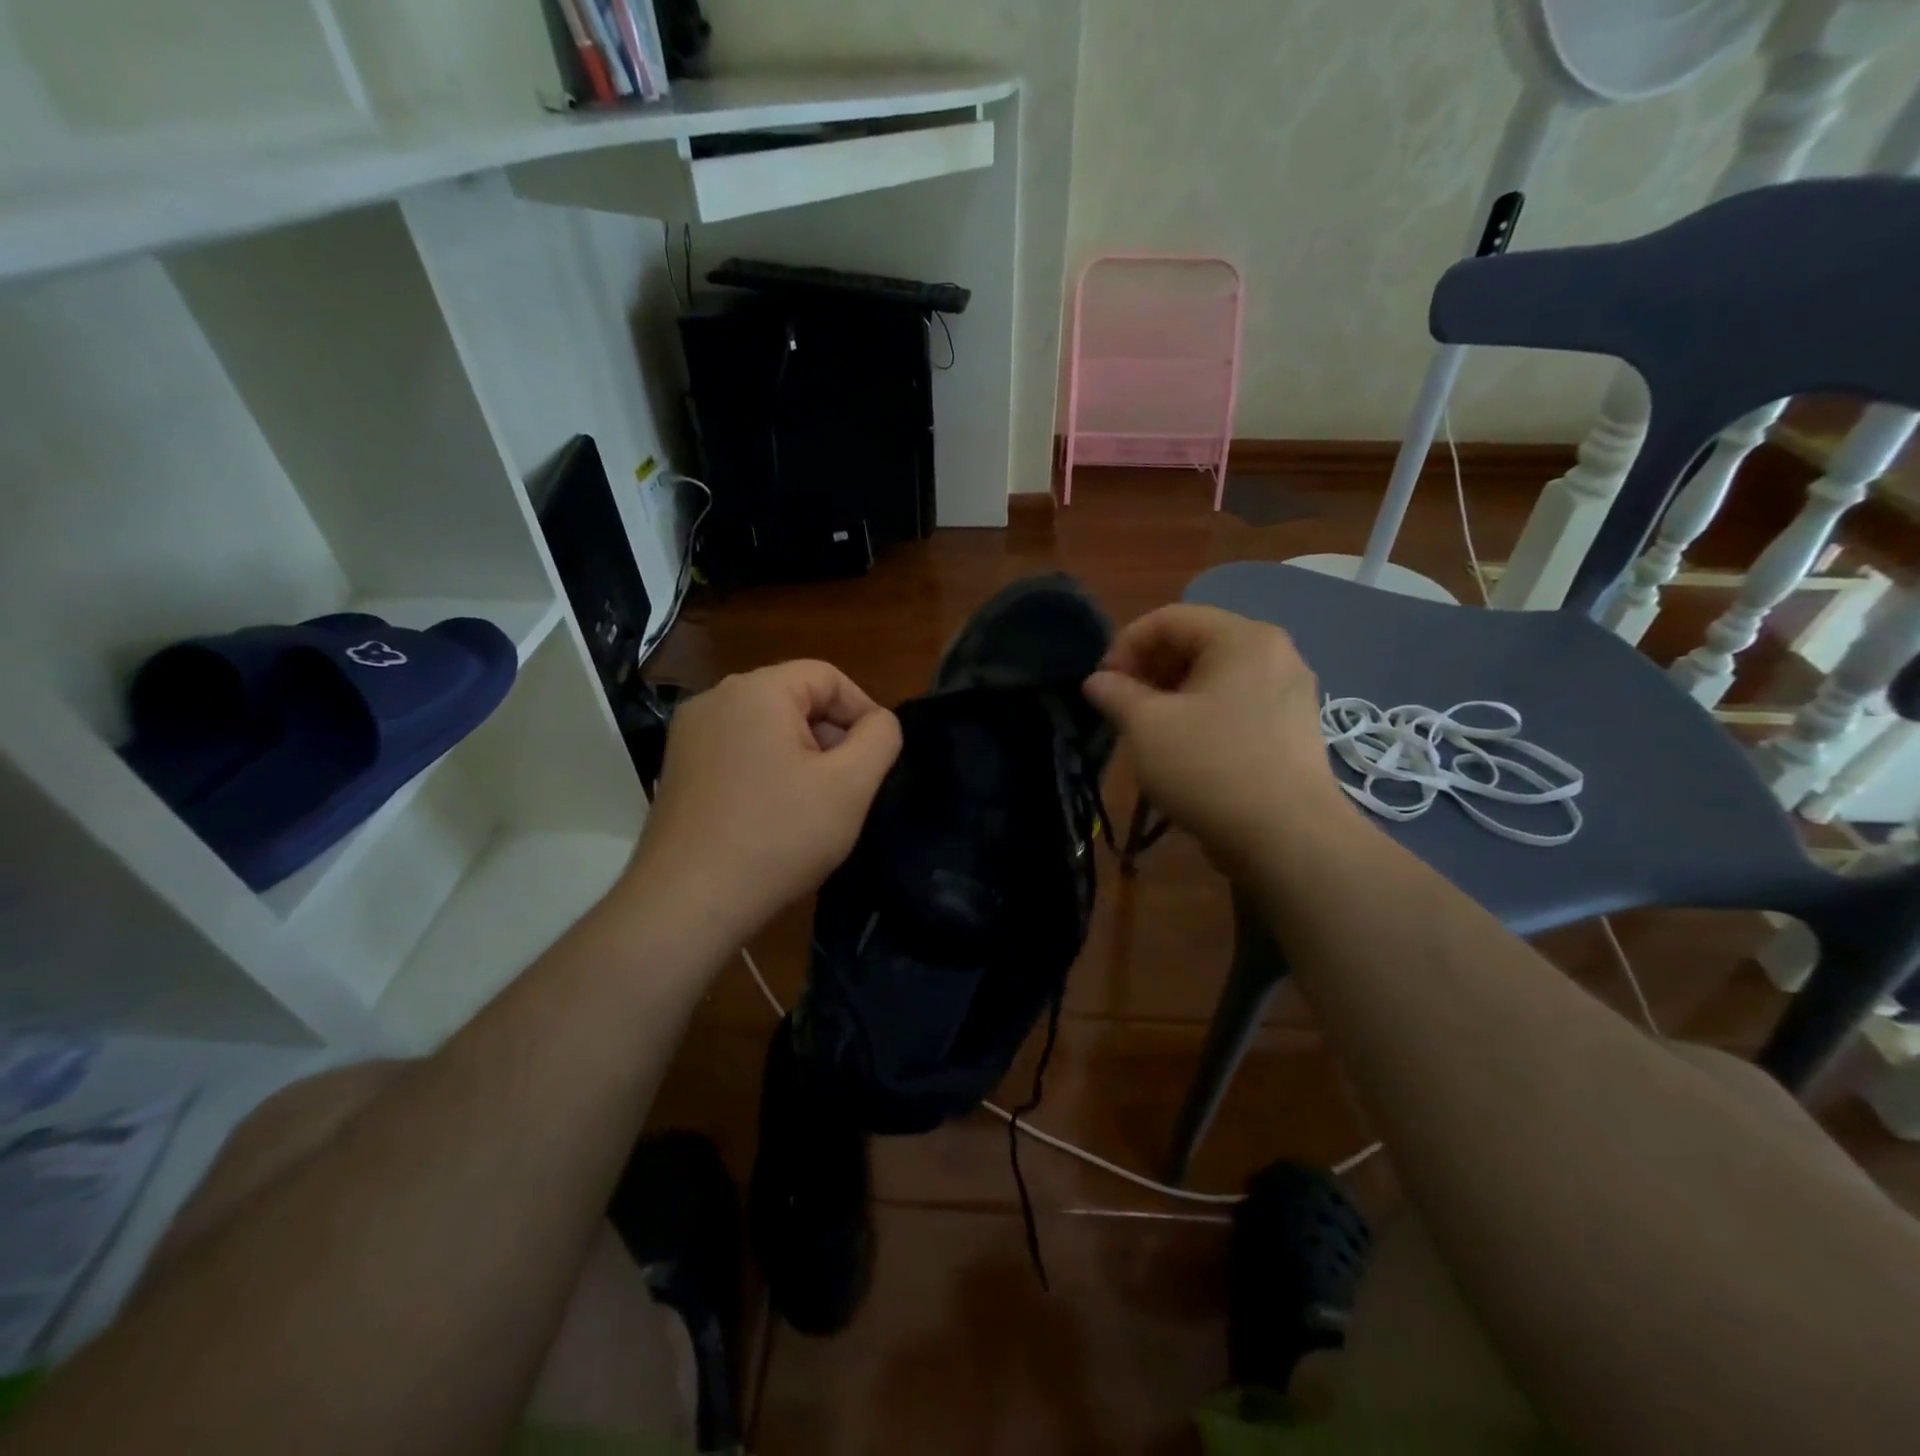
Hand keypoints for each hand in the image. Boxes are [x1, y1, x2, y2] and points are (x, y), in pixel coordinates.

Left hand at [625, 660, 900, 940]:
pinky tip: (775, 817)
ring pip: (767, 728)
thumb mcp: (850, 785)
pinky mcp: (678, 769)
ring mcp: (689, 735)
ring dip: (802, 757)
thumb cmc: (778, 837)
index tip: (876, 759)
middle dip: (831, 737)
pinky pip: (739, 752)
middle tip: (848, 788)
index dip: (862, 712)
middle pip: (795, 699)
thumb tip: (879, 722)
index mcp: (755, 690)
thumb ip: (880, 738)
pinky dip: (768, 772)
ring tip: (814, 806)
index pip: (827, 676)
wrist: (687, 903)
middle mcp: (715, 699)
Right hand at [1082, 605, 1348, 871]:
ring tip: (1146, 731)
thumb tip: (1098, 682)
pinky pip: (1236, 704)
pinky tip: (1183, 750)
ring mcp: (1290, 692)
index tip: (1102, 685)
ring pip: (1215, 677)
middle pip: (1195, 643)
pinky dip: (1201, 715)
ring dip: (1171, 695)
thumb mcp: (1146, 727)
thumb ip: (1115, 694)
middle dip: (1148, 671)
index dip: (1125, 645)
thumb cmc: (1210, 769)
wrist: (1288, 840)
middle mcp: (1274, 653)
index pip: (1169, 619)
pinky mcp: (1293, 729)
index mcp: (1242, 638)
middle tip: (1121, 708)